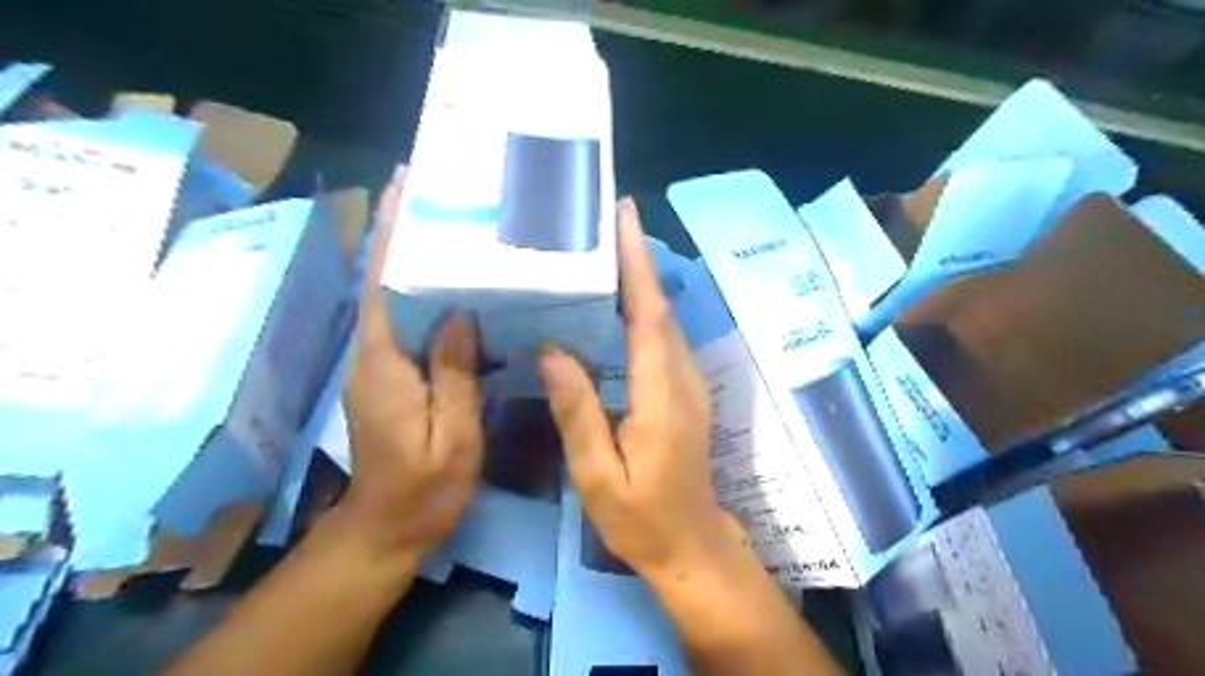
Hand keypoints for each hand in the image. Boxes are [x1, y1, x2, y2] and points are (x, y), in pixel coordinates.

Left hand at [336, 164, 482, 565]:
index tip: (402, 186)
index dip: (389, 233)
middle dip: (402, 234)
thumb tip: (458, 312)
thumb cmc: (425, 487)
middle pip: (383, 282)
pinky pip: (406, 325)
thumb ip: (454, 372)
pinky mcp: (389, 377)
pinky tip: (458, 289)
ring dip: (413, 261)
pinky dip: (425, 296)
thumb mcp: (454, 434)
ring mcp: (378, 366)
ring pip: (394, 300)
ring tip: (452, 228)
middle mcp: (372, 355)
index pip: (381, 284)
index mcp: (385, 365)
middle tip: (439, 195)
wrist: (388, 527)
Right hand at [539, 197, 745, 582]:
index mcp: (661, 395)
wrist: (691, 544)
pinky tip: (619, 302)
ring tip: (606, 249)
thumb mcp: (598, 475)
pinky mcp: (686, 391)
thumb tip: (552, 349)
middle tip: (606, 218)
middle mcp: (682, 379)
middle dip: (637, 259)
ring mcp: (689, 384)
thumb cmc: (641, 518)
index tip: (623, 218)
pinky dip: (644, 309)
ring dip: (641, 280)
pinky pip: (663, 338)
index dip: (636, 264)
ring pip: (664, 319)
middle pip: (660, 307)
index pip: (649, 315)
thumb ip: (577, 411)